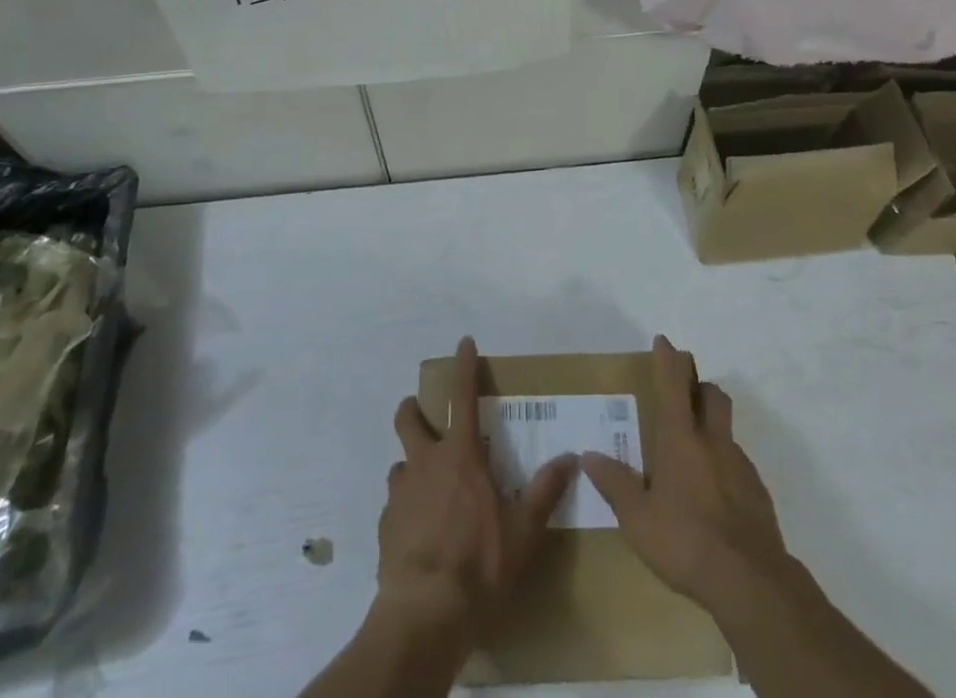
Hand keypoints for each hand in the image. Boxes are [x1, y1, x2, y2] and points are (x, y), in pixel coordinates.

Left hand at [374, 337, 577, 643]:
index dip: (464, 366)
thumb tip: (571, 458)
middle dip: (412, 409)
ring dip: (410, 467)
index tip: (463, 342)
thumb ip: (545, 491)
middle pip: (408, 419)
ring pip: (399, 464)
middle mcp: (425, 463)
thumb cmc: (479, 563)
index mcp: (460, 455)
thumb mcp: (523, 531)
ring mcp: (401, 494)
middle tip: (420, 413)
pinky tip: (417, 531)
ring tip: (425, 486)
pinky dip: (405, 509)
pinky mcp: (385, 526)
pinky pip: (394, 506)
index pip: (462, 396)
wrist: (425, 613)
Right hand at [581, 335, 789, 618]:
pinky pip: (739, 465)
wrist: (750, 582)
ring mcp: (740, 465)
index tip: (664, 341)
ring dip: (712, 427)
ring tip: (694, 453)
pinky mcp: (758, 493)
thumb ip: (614, 484)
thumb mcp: (637, 519)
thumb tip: (588, 455)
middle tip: (684, 392)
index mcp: (681, 438)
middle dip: (699, 384)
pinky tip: (714, 495)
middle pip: (712, 394)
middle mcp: (713, 441)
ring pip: (727, 429)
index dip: (668, 358)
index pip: (674, 383)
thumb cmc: (685, 541)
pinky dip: (725, 466)